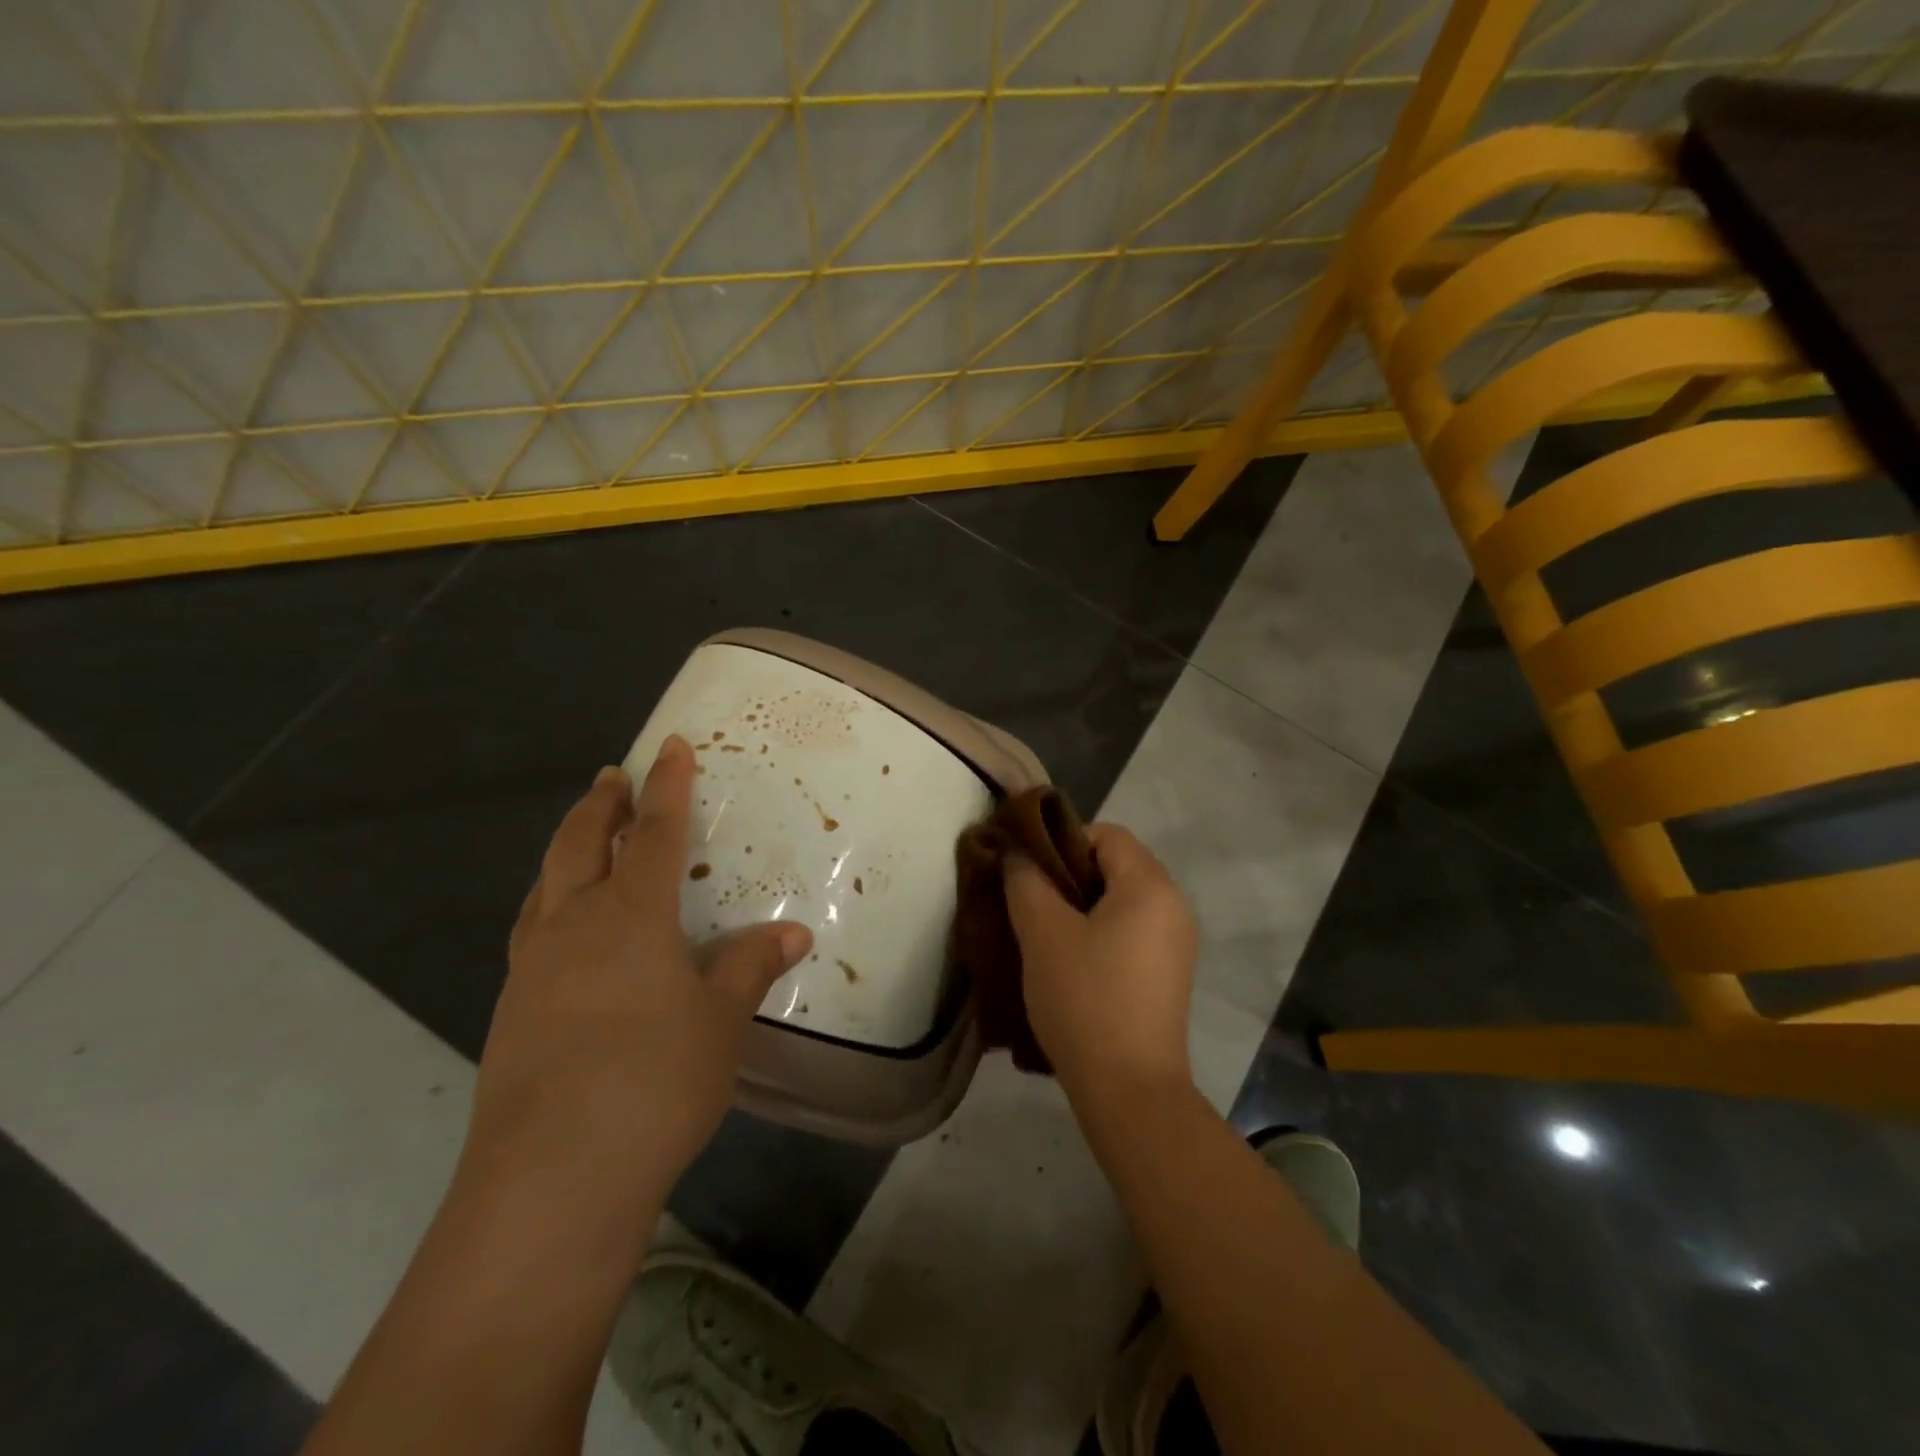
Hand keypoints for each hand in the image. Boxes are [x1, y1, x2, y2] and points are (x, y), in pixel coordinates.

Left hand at [462, 736, 812, 1230]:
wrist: (551, 1181)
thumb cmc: (653, 1081)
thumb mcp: (720, 1021)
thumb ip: (751, 967)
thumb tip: (793, 933)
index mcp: (628, 915)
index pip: (652, 832)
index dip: (666, 787)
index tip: (669, 746)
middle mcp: (572, 927)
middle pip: (579, 845)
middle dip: (598, 806)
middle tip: (610, 777)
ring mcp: (532, 971)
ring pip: (544, 887)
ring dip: (565, 852)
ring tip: (579, 842)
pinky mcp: (511, 1014)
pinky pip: (532, 934)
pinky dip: (550, 907)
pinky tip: (564, 936)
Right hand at [1003, 823, 1198, 1101]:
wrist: (1130, 1091)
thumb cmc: (1086, 999)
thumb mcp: (1043, 934)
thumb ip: (1025, 880)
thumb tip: (1016, 852)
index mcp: (1151, 885)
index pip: (1106, 834)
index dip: (1061, 841)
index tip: (1027, 870)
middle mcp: (1174, 905)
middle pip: (1115, 864)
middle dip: (1068, 874)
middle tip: (1028, 899)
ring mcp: (1176, 942)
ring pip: (1120, 900)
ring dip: (1080, 905)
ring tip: (1042, 931)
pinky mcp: (1168, 973)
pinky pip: (1130, 930)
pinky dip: (1099, 931)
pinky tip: (1069, 960)